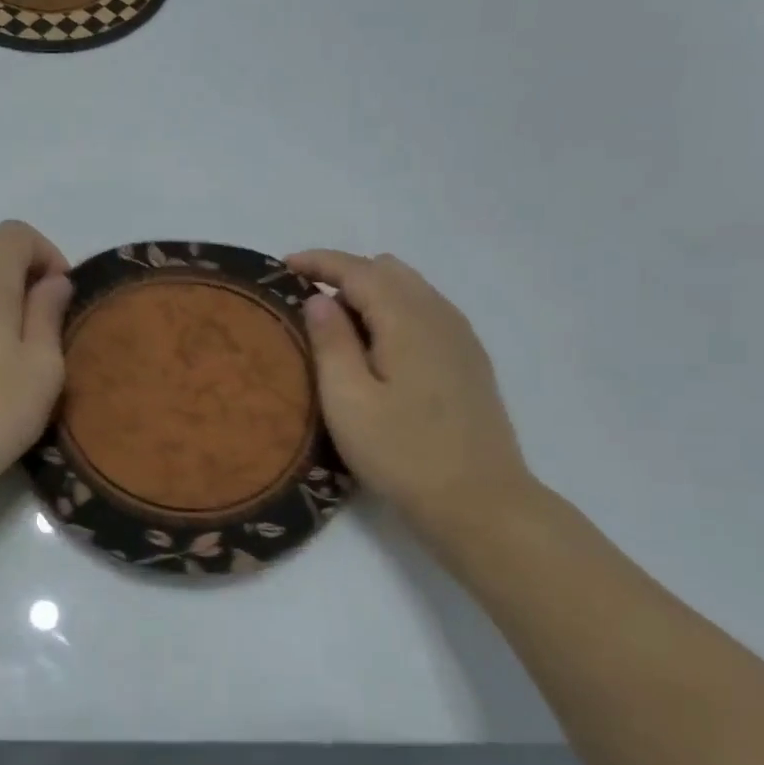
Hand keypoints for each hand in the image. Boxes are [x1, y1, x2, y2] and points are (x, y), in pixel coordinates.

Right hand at [288, 250, 539, 543]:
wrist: (480, 502)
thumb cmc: (403, 453)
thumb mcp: (348, 400)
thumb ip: (331, 342)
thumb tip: (319, 298)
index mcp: (407, 319)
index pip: (358, 269)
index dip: (319, 262)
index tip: (283, 266)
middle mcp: (439, 315)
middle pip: (387, 271)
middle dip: (344, 274)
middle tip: (307, 302)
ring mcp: (460, 337)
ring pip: (410, 290)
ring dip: (371, 293)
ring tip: (337, 324)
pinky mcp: (469, 360)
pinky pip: (426, 312)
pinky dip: (394, 311)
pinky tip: (378, 347)